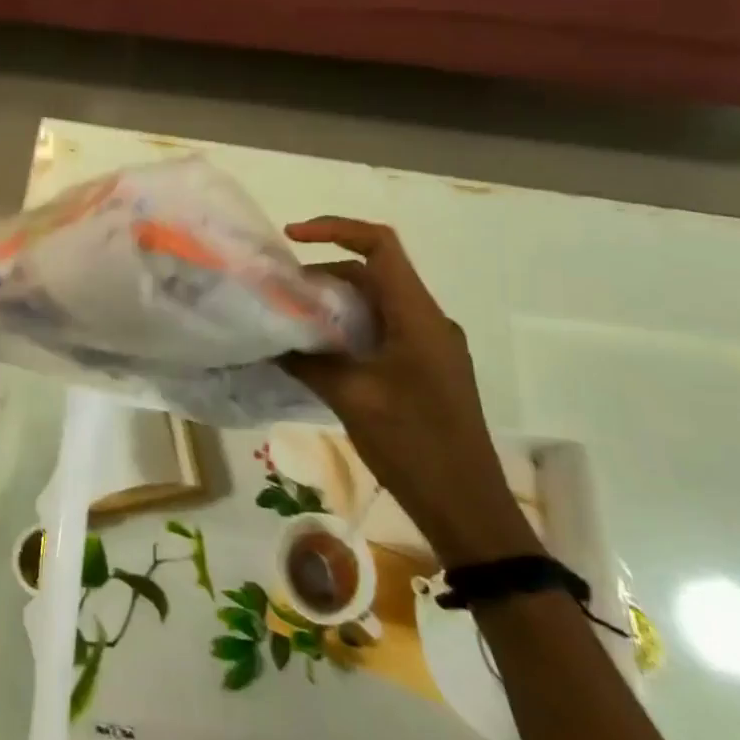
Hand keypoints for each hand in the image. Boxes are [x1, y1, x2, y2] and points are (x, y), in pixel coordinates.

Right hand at [280, 217, 541, 567]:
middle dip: (323, 275)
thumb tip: (271, 337)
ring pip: (376, 304)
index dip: (335, 229)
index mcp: (418, 317)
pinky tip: (319, 354)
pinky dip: (349, 330)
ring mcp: (430, 346)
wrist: (468, 510)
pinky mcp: (426, 369)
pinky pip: (383, 331)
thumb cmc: (414, 446)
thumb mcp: (351, 398)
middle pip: (372, 274)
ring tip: (292, 323)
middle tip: (280, 294)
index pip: (380, 246)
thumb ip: (308, 359)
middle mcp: (428, 321)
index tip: (292, 236)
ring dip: (334, 305)